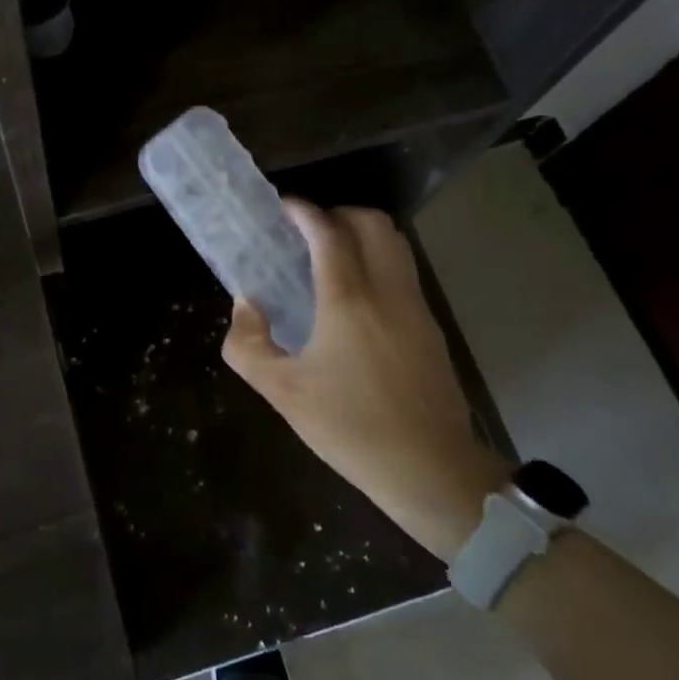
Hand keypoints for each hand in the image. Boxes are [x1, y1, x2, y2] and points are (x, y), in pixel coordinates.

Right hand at [222, 201, 511, 561]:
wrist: (432, 471)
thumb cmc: (350, 428)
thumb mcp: (282, 392)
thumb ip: (248, 344)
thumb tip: (247, 305)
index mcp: (349, 299)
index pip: (329, 232)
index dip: (304, 211)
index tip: (283, 208)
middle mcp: (387, 290)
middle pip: (371, 223)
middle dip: (337, 214)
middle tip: (307, 233)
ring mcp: (416, 306)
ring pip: (395, 243)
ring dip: (362, 234)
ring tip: (330, 257)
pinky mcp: (430, 326)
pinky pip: (404, 271)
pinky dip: (379, 260)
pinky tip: (356, 296)